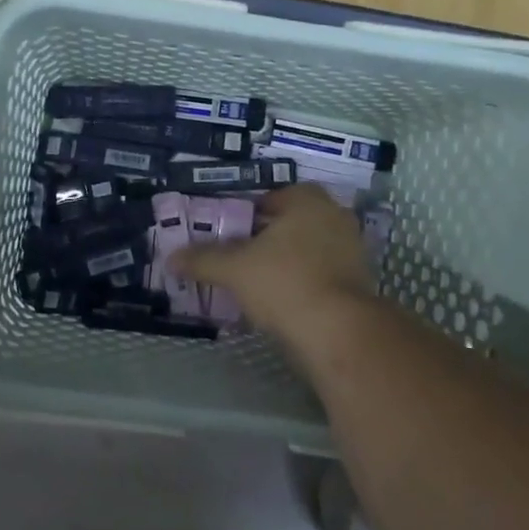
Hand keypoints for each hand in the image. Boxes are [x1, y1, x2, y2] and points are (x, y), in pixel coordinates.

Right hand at [173, 184, 374, 344]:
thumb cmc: (284, 283)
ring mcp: (352, 250)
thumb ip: (203, 259)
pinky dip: (302, 282)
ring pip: (307, 249)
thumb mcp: (234, 269)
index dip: (249, 213)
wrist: (337, 332)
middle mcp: (335, 217)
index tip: (231, 233)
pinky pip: (321, 273)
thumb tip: (170, 257)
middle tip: (240, 256)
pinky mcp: (358, 282)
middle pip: (291, 223)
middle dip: (267, 238)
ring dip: (285, 261)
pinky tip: (280, 300)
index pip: (273, 197)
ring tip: (256, 281)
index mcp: (308, 201)